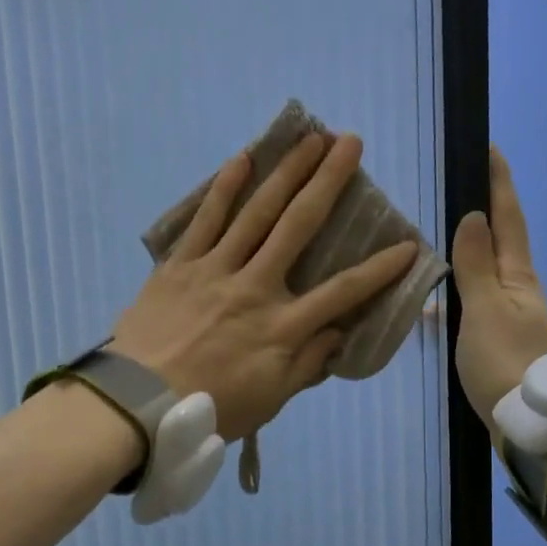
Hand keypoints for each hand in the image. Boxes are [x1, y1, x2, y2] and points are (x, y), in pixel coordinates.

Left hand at [111, 133, 418, 441]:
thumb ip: (307, 364)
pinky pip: (206, 219)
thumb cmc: (212, 407)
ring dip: (286, 172)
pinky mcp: (180, 265)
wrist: (139, 403)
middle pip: (298, 226)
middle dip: (328, 182)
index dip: (378, 270)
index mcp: (281, 327)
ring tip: (309, 138)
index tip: (407, 245)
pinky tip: (243, 159)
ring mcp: (215, 270)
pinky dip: (224, 188)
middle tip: (350, 143)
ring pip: (256, 212)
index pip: (342, 292)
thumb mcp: (270, 399)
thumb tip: (339, 334)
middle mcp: (255, 287)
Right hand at [451, 145, 546, 428]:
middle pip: (502, 242)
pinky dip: (459, 293)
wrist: (531, 423)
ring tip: (438, 241)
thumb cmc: (505, 361)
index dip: (499, 184)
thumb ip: (475, 265)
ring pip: (487, 274)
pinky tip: (436, 305)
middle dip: (486, 212)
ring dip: (468, 253)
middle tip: (460, 187)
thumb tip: (474, 216)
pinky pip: (476, 304)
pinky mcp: (501, 343)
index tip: (489, 149)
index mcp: (518, 277)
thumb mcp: (485, 309)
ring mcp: (512, 318)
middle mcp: (519, 291)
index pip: (508, 219)